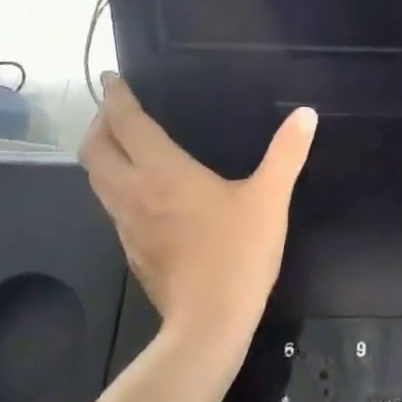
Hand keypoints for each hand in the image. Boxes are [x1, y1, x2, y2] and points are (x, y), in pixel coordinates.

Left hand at [80, 76, 316, 348]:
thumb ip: (287, 153)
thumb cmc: (238, 254)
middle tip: (116, 108)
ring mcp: (126, 224)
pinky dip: (113, 182)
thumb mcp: (270, 198)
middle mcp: (134, 192)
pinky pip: (110, 203)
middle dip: (100, 122)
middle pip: (96, 150)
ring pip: (96, 178)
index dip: (116, 98)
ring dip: (102, 152)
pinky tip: (140, 188)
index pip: (126, 124)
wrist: (209, 323)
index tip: (112, 78)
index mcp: (163, 173)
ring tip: (121, 141)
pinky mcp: (130, 249)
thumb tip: (306, 114)